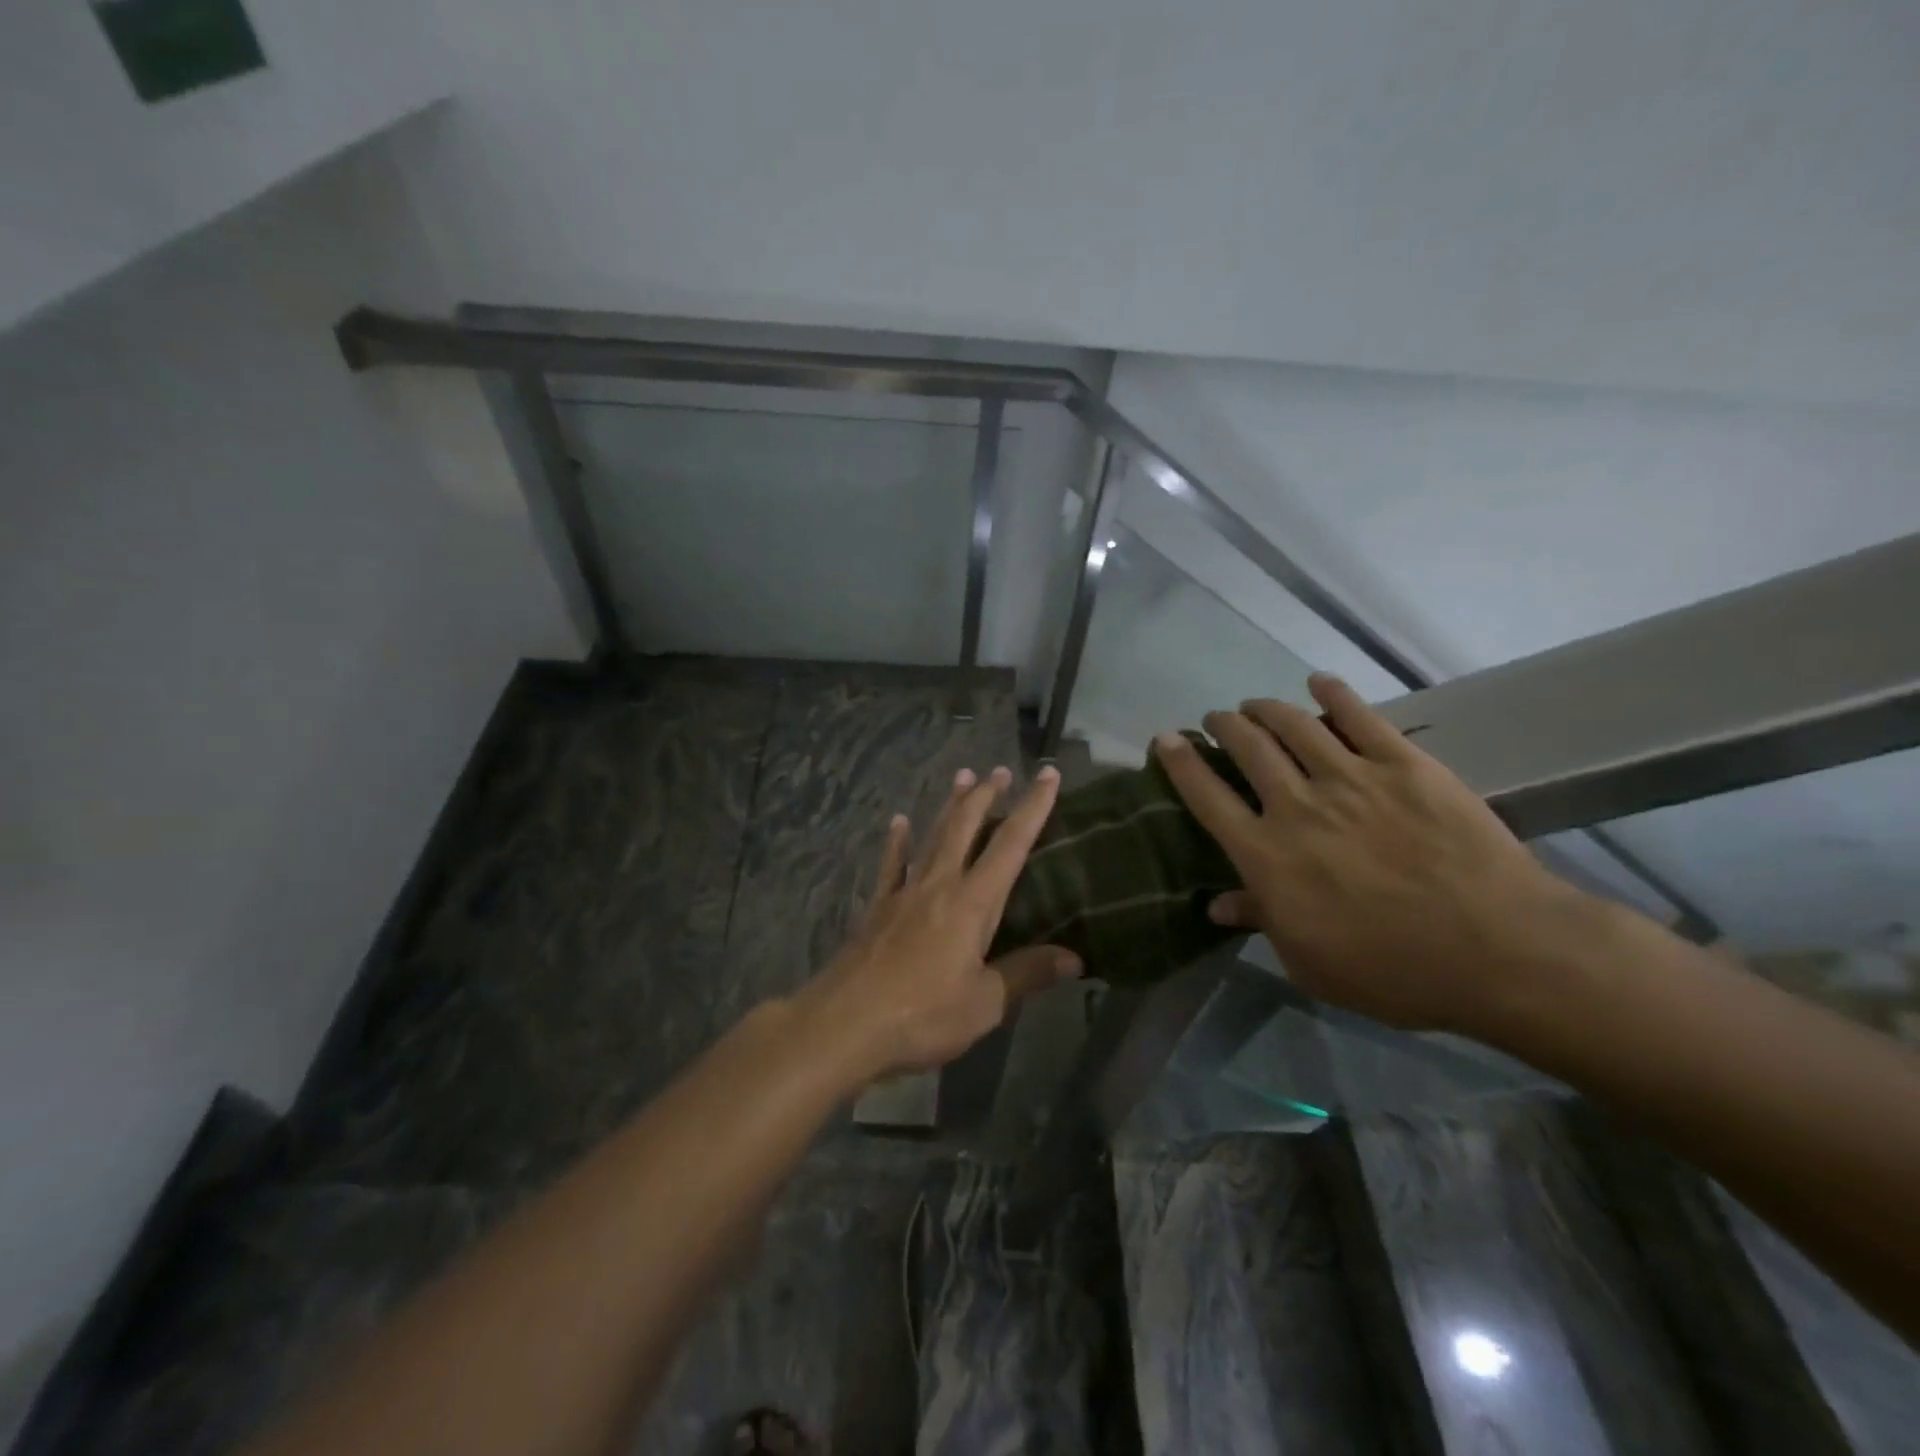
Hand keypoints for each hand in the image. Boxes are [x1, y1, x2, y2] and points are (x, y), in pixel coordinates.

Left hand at [797, 764, 1081, 1084]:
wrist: (845, 1023)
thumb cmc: (923, 1015)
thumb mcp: (985, 1003)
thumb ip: (1026, 974)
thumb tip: (1074, 958)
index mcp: (973, 903)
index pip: (1011, 845)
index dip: (1033, 808)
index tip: (1048, 775)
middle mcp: (939, 885)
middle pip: (966, 828)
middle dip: (986, 796)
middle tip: (1000, 770)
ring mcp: (904, 892)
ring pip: (932, 836)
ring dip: (949, 806)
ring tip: (962, 776)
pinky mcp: (877, 908)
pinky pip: (892, 864)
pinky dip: (897, 841)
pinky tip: (898, 821)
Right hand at [1154, 673, 1600, 1036]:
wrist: (1499, 949)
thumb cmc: (1394, 971)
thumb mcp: (1310, 964)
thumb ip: (1262, 922)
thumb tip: (1217, 904)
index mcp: (1266, 855)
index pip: (1207, 796)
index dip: (1181, 762)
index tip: (1165, 739)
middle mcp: (1296, 805)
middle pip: (1247, 748)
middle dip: (1223, 726)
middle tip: (1217, 720)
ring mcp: (1351, 778)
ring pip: (1293, 725)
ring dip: (1265, 709)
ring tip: (1254, 705)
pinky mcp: (1403, 765)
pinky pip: (1360, 717)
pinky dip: (1334, 694)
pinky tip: (1318, 683)